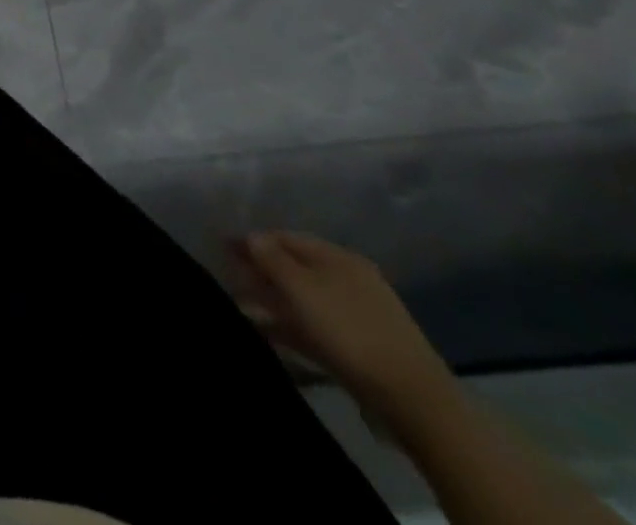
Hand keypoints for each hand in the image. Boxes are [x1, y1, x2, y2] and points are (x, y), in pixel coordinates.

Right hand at [232, 231, 453, 422]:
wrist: (413, 400)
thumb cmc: (349, 330)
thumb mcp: (302, 288)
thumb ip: (271, 258)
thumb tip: (251, 235)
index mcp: (339, 258)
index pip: (285, 237)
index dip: (252, 240)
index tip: (222, 248)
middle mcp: (349, 279)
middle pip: (294, 267)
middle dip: (261, 270)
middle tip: (228, 276)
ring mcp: (356, 315)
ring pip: (303, 298)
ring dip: (271, 299)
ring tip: (240, 305)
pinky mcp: (359, 347)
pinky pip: (315, 325)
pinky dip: (289, 324)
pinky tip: (267, 330)